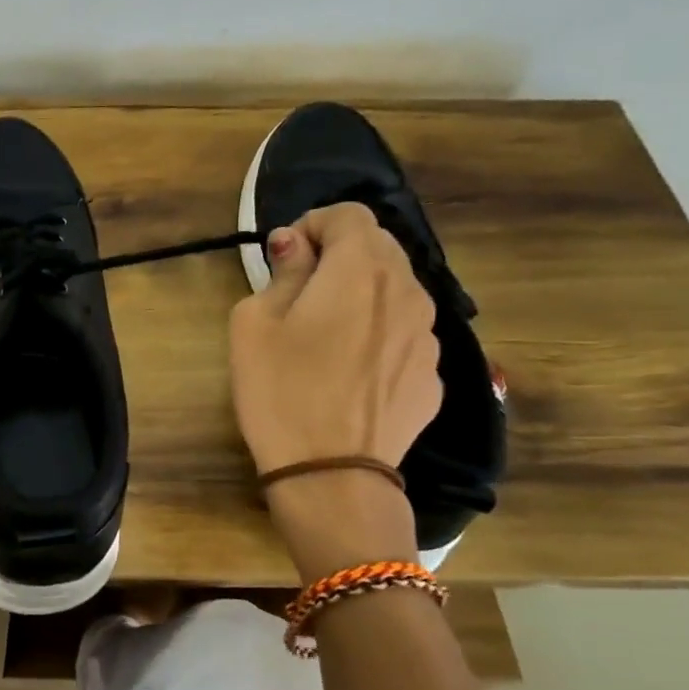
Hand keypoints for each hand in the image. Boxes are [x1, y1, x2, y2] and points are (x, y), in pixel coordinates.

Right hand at [229, 202, 441, 474]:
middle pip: (380, 246)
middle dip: (340, 254)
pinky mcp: (433, 374)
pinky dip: (379, 331)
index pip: (350, 214)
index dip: (313, 224)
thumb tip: (295, 245)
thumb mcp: (255, 323)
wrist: (332, 475)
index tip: (286, 256)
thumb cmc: (280, 390)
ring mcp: (429, 335)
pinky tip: (350, 370)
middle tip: (301, 290)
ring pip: (396, 290)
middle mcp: (408, 291)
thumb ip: (283, 272)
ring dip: (362, 293)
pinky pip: (405, 332)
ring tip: (326, 333)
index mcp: (361, 270)